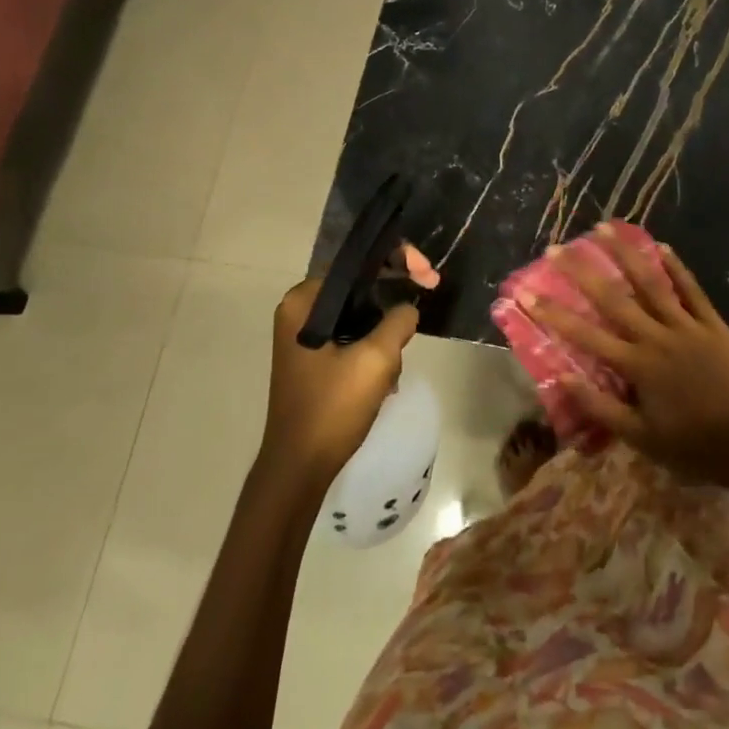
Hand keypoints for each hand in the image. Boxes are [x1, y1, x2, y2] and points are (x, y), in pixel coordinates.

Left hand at [259, 272, 418, 492]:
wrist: (299, 468)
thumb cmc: (332, 409)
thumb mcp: (376, 359)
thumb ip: (399, 321)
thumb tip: (408, 309)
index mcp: (305, 300)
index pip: (358, 261)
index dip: (399, 260)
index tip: (429, 277)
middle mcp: (300, 309)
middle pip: (360, 283)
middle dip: (395, 295)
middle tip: (428, 296)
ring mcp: (305, 335)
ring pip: (360, 311)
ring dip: (386, 329)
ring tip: (398, 361)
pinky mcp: (313, 357)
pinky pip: (352, 334)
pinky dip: (374, 346)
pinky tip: (386, 375)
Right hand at [527, 229, 728, 494]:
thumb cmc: (690, 445)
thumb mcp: (640, 438)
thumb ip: (601, 407)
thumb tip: (562, 379)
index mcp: (637, 365)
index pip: (585, 335)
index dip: (553, 313)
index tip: (526, 293)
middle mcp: (657, 337)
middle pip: (613, 298)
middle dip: (581, 272)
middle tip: (557, 248)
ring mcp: (687, 326)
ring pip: (651, 283)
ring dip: (626, 254)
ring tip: (605, 228)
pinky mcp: (713, 325)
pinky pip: (692, 290)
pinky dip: (676, 267)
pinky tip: (661, 246)